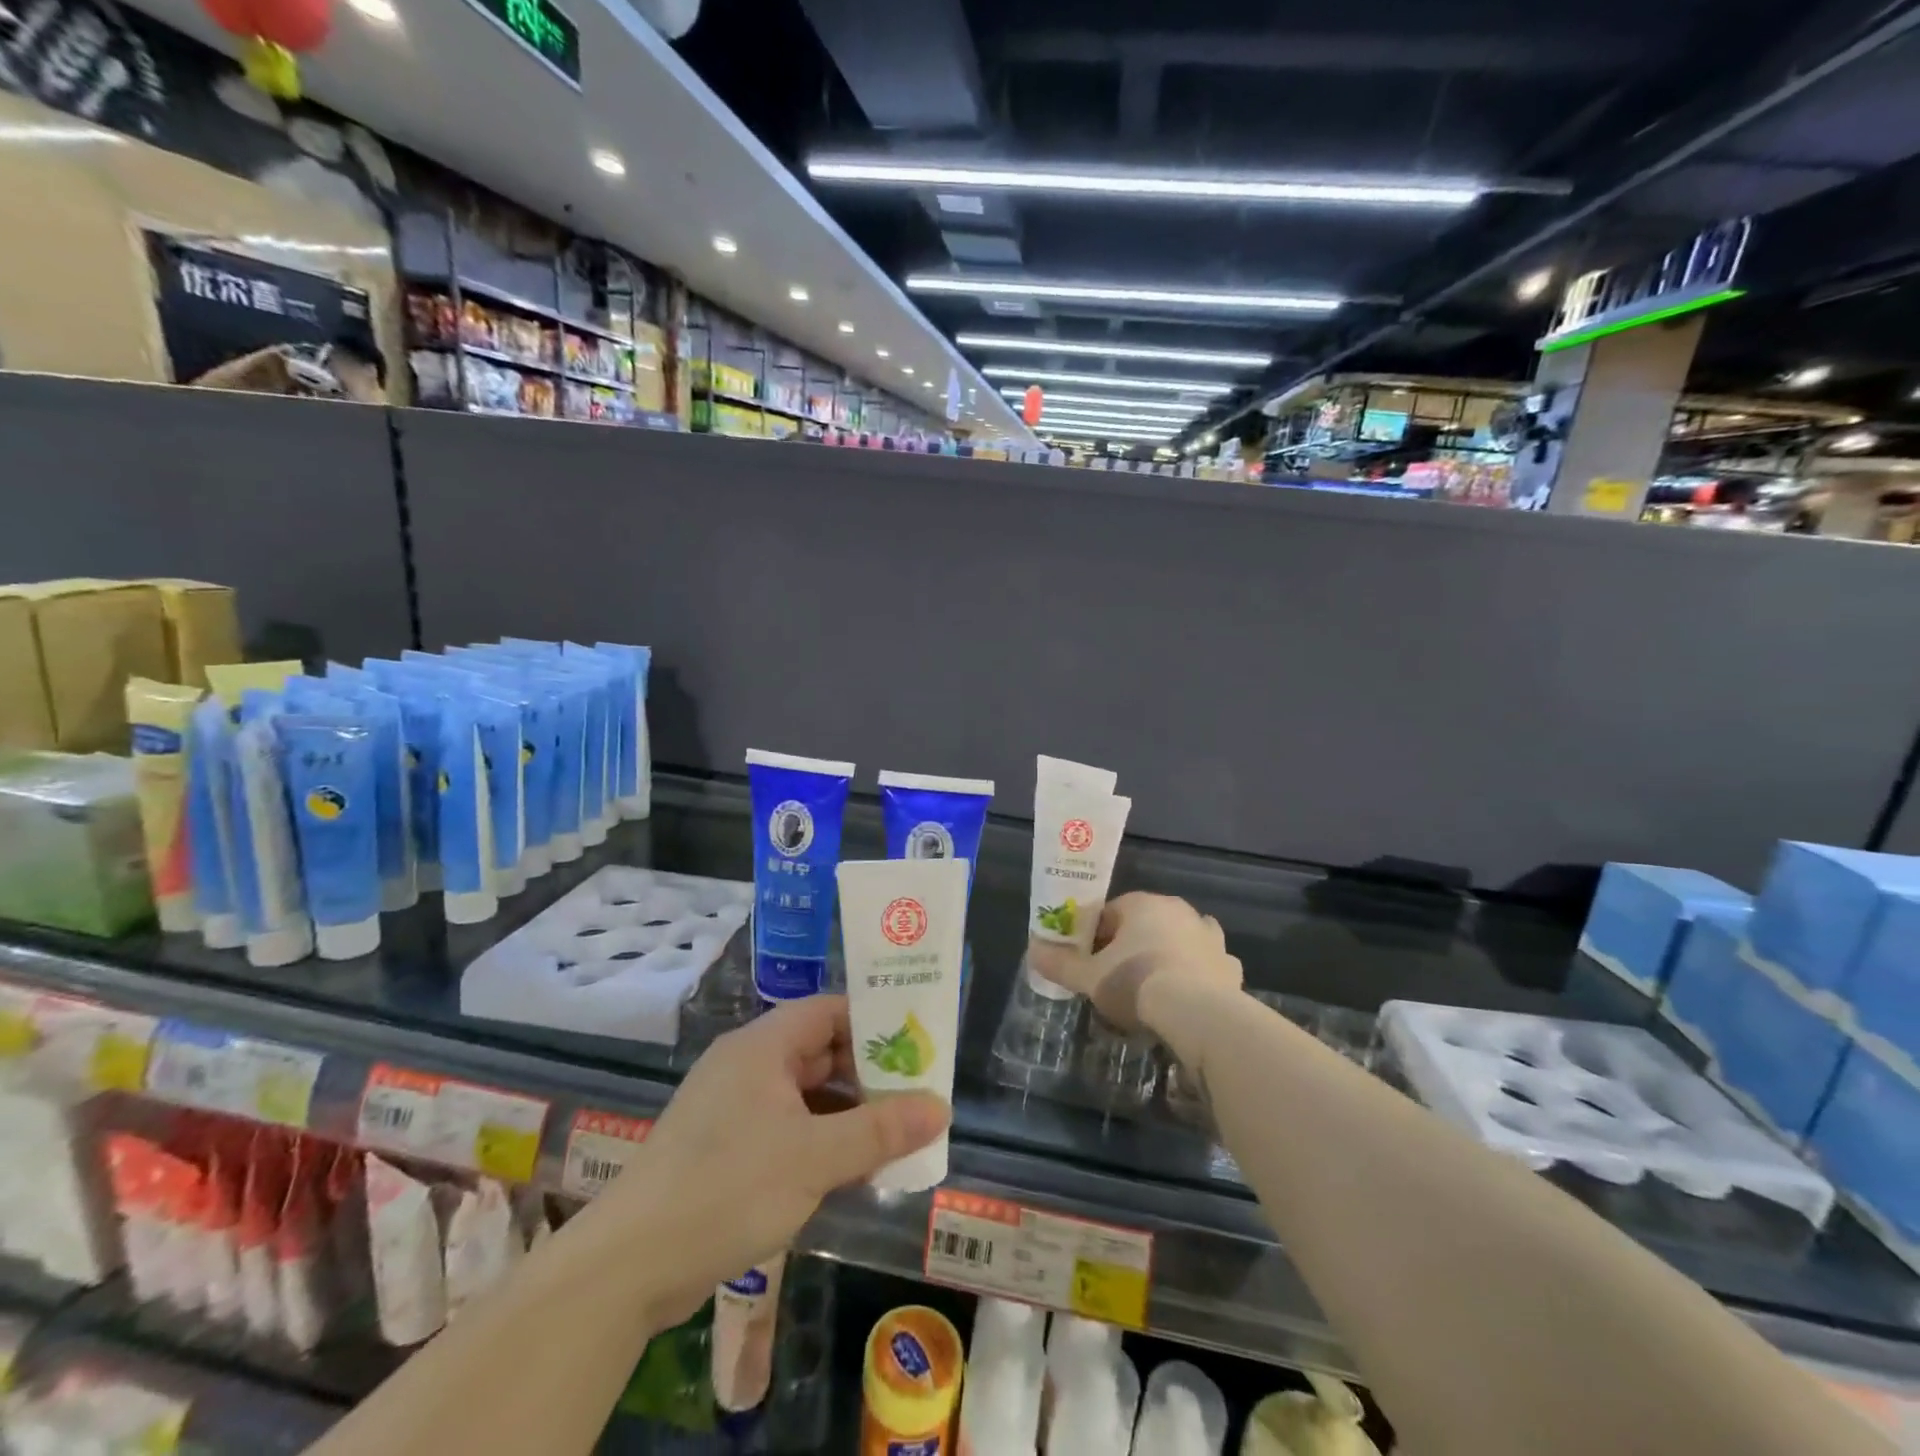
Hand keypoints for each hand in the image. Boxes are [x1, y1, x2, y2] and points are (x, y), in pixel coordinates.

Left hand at [596, 995, 949, 1329]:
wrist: (628, 1266)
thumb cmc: (727, 1188)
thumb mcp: (815, 1158)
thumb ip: (880, 1130)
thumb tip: (940, 1107)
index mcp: (763, 1046)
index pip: (830, 1011)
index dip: (875, 1024)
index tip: (916, 1047)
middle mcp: (748, 1065)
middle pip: (821, 1052)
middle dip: (869, 1076)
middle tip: (916, 1098)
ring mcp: (733, 1107)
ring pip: (805, 1094)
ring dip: (848, 1114)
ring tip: (895, 1139)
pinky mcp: (724, 1147)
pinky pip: (786, 1127)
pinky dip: (820, 1141)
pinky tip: (851, 1172)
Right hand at [1029, 892, 1243, 1065]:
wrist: (1198, 1014)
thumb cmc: (1136, 983)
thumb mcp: (1088, 977)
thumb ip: (1059, 963)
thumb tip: (1032, 951)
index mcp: (1142, 904)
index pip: (1111, 911)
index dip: (1097, 937)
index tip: (1090, 962)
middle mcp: (1179, 911)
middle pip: (1147, 923)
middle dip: (1132, 945)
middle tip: (1118, 978)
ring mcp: (1209, 937)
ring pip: (1181, 940)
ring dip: (1169, 956)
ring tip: (1154, 989)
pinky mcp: (1229, 966)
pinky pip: (1208, 965)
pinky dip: (1198, 976)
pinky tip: (1187, 999)